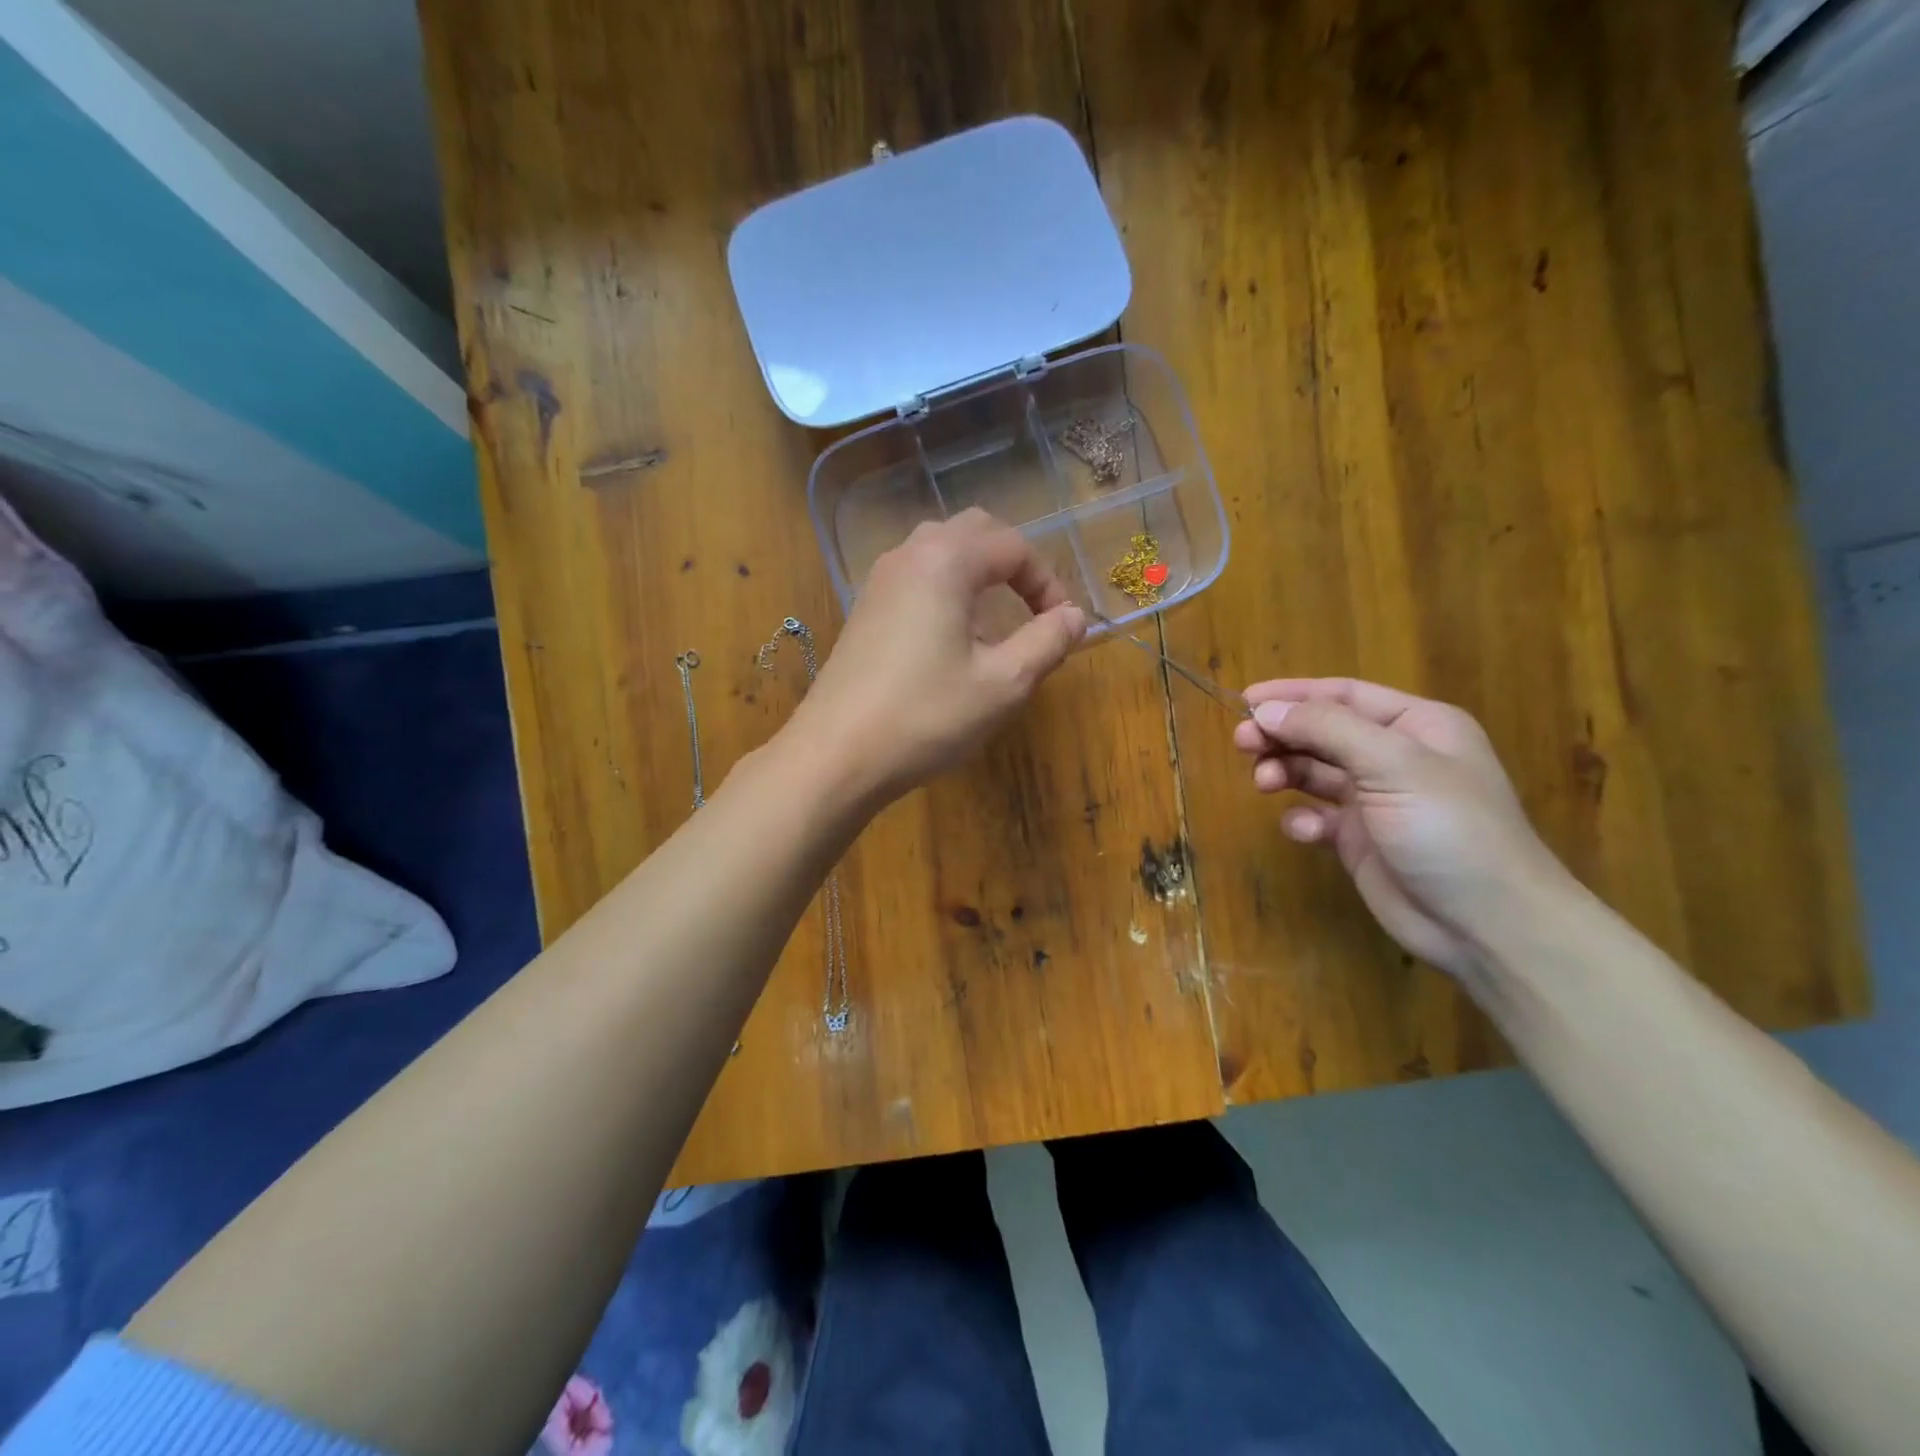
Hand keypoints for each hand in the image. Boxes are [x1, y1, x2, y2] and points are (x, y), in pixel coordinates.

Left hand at [792, 509, 1086, 803]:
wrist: (836, 754)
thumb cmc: (926, 717)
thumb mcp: (1003, 684)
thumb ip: (1047, 642)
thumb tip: (1074, 617)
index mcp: (946, 561)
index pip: (1013, 547)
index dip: (1048, 583)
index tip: (1061, 627)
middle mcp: (908, 556)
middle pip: (973, 532)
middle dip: (1012, 565)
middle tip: (1033, 610)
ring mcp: (879, 582)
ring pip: (940, 552)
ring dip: (978, 576)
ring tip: (995, 626)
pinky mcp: (863, 611)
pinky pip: (916, 579)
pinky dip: (946, 592)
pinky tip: (951, 643)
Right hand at [1232, 678, 1572, 976]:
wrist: (1487, 925)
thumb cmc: (1449, 829)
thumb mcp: (1393, 765)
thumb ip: (1327, 729)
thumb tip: (1267, 709)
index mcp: (1416, 726)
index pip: (1343, 695)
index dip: (1293, 694)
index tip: (1245, 700)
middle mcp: (1395, 757)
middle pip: (1322, 732)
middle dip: (1282, 734)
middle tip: (1243, 743)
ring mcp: (1376, 800)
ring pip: (1313, 772)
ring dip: (1284, 771)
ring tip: (1263, 783)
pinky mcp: (1359, 840)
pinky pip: (1317, 816)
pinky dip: (1302, 819)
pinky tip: (1305, 831)